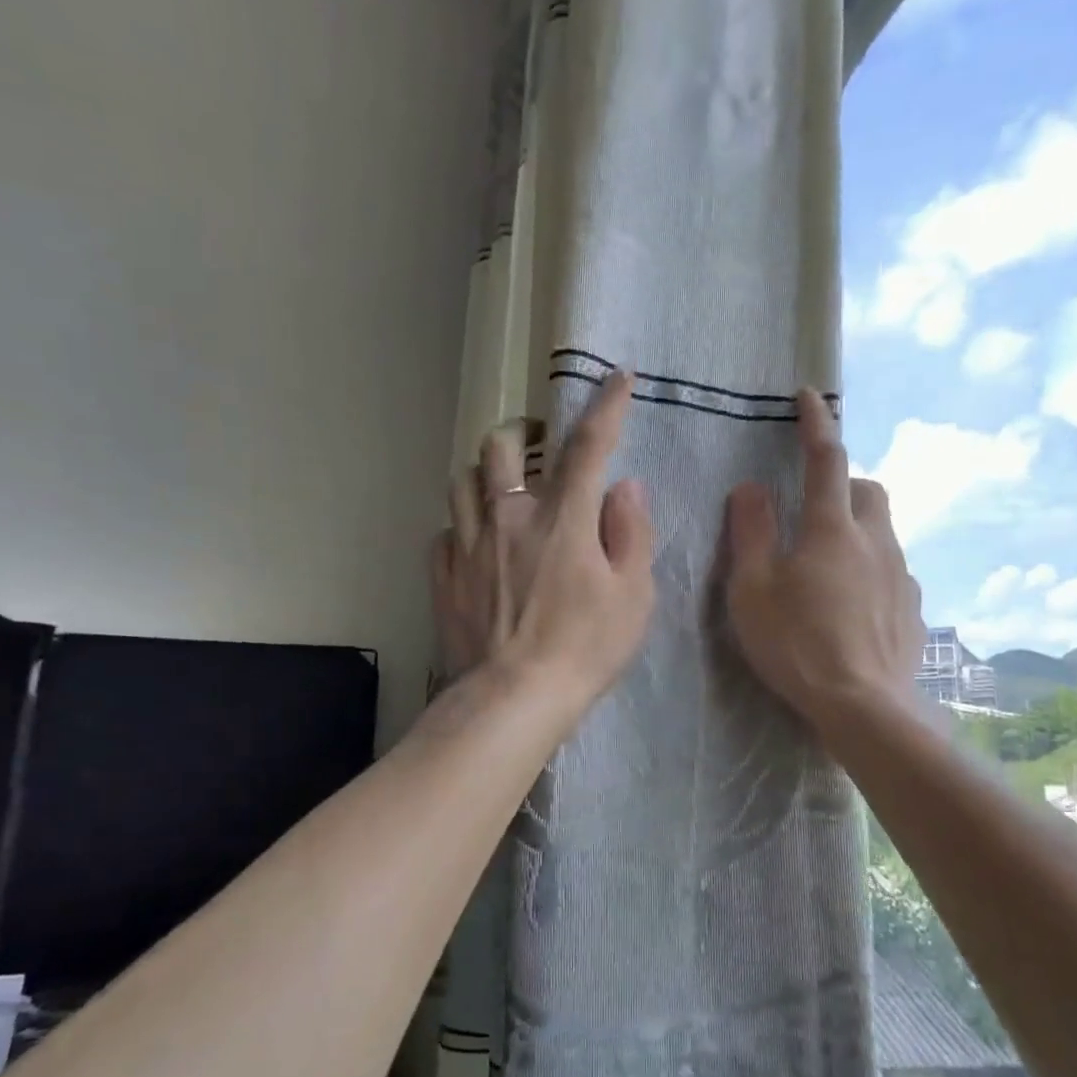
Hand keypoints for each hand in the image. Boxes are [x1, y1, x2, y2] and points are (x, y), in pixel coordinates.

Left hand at [430, 370, 655, 712]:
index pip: (588, 445)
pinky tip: (475, 544)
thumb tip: (625, 488)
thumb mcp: (633, 596)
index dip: (606, 406)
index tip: (618, 378)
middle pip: (501, 447)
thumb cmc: (584, 650)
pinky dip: (461, 527)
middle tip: (538, 450)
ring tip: (501, 492)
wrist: (514, 699)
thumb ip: (631, 534)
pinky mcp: (444, 575)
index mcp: (563, 518)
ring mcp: (469, 545)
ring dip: (484, 476)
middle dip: (521, 435)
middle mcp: (509, 518)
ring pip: (462, 481)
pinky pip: (444, 531)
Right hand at [724, 389, 922, 738]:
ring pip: (884, 531)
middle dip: (844, 484)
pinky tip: (853, 606)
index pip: (826, 459)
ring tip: (827, 566)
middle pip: (869, 489)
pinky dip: (872, 571)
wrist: (865, 708)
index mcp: (832, 529)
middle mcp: (876, 541)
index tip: (809, 396)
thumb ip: (750, 533)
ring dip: (858, 530)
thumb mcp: (753, 590)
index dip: (816, 423)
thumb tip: (750, 487)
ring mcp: (902, 576)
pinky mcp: (914, 610)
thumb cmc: (797, 645)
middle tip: (813, 508)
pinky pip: (893, 572)